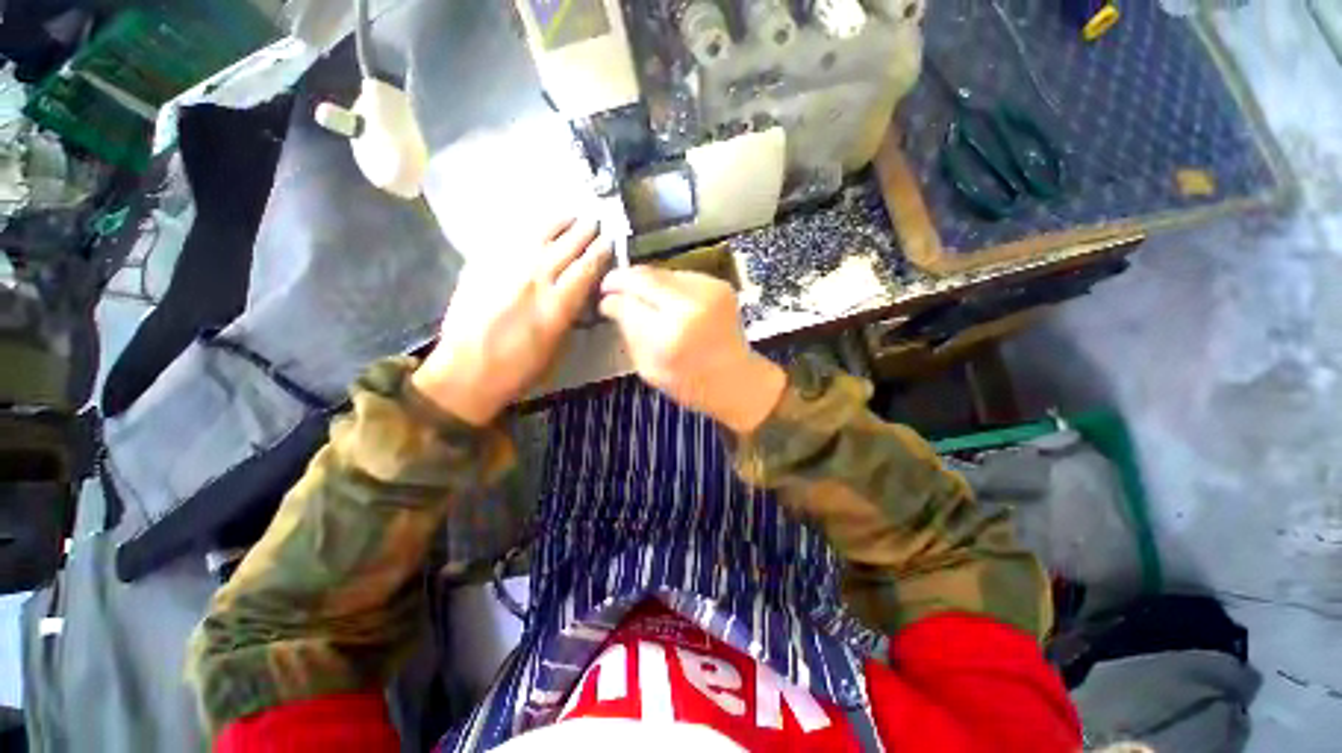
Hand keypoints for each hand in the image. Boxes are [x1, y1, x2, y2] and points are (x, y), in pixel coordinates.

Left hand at [412, 218, 610, 424]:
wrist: (466, 372)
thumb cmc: (520, 369)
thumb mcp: (558, 348)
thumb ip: (570, 315)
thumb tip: (578, 295)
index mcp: (557, 304)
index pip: (586, 269)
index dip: (600, 252)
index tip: (609, 240)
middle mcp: (534, 280)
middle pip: (565, 247)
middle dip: (584, 231)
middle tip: (595, 220)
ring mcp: (505, 269)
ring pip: (537, 237)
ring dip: (557, 224)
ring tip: (569, 215)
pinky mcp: (481, 267)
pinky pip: (508, 240)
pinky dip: (525, 232)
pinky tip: (533, 228)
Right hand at [599, 268, 785, 434]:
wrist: (736, 379)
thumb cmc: (689, 383)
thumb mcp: (648, 368)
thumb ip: (628, 332)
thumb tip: (611, 303)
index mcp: (669, 335)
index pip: (629, 301)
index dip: (611, 294)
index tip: (604, 297)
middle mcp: (690, 305)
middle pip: (645, 276)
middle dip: (624, 279)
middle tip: (613, 286)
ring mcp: (709, 291)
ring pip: (662, 272)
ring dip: (647, 282)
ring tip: (643, 298)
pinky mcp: (720, 285)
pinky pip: (681, 276)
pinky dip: (669, 285)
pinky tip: (669, 301)